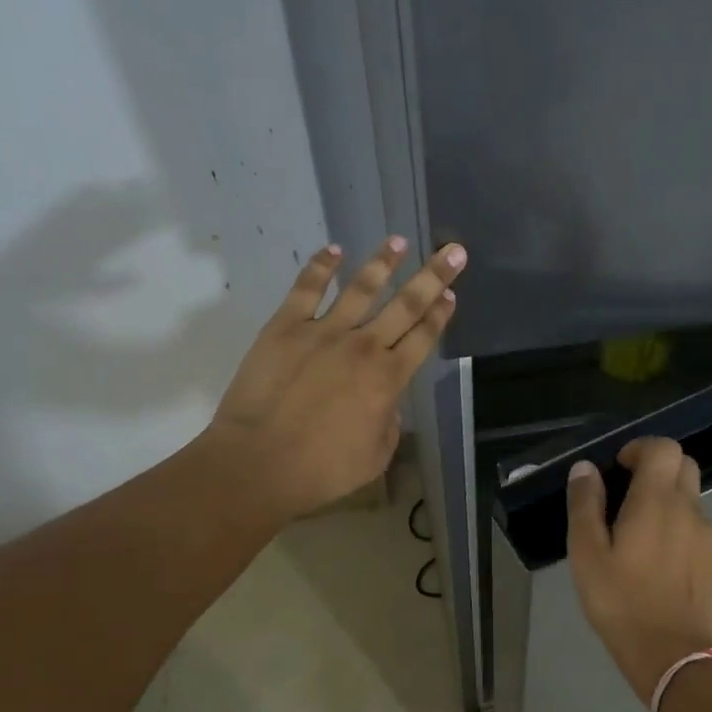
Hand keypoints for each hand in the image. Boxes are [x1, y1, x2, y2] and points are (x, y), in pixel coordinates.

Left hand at [207, 236, 464, 518]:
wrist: (259, 464)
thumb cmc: (322, 470)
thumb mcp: (375, 457)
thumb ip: (389, 422)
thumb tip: (386, 402)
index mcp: (388, 379)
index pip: (423, 338)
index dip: (440, 315)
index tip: (452, 294)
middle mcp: (363, 346)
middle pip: (406, 305)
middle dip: (433, 277)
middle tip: (452, 250)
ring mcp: (323, 332)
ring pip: (360, 288)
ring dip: (382, 263)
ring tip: (398, 241)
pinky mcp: (284, 328)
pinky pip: (306, 289)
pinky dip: (321, 267)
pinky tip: (334, 250)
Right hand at [567, 438, 711, 701]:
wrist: (677, 658)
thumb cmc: (623, 604)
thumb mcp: (587, 555)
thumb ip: (585, 506)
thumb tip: (585, 468)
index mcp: (657, 501)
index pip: (664, 447)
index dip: (640, 448)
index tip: (618, 469)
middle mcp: (690, 509)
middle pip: (683, 465)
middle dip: (656, 468)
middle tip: (626, 496)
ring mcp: (709, 535)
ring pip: (691, 497)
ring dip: (667, 499)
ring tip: (637, 534)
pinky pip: (697, 526)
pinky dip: (678, 526)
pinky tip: (657, 561)